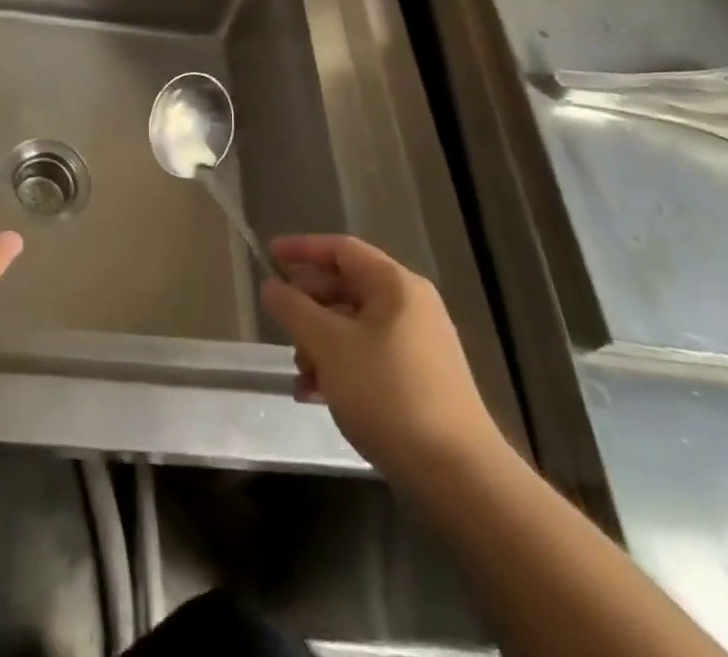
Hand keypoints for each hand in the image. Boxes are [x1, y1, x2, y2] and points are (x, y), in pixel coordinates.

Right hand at [260, 234, 505, 486]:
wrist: (458, 478)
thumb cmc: (388, 394)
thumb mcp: (328, 345)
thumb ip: (293, 309)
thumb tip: (271, 286)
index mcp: (395, 286)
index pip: (341, 249)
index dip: (302, 248)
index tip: (269, 255)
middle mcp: (411, 307)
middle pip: (347, 287)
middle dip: (308, 304)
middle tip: (278, 320)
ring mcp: (419, 346)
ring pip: (354, 326)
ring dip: (319, 342)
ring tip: (298, 372)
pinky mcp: (420, 383)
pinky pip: (368, 357)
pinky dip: (339, 367)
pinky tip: (315, 395)